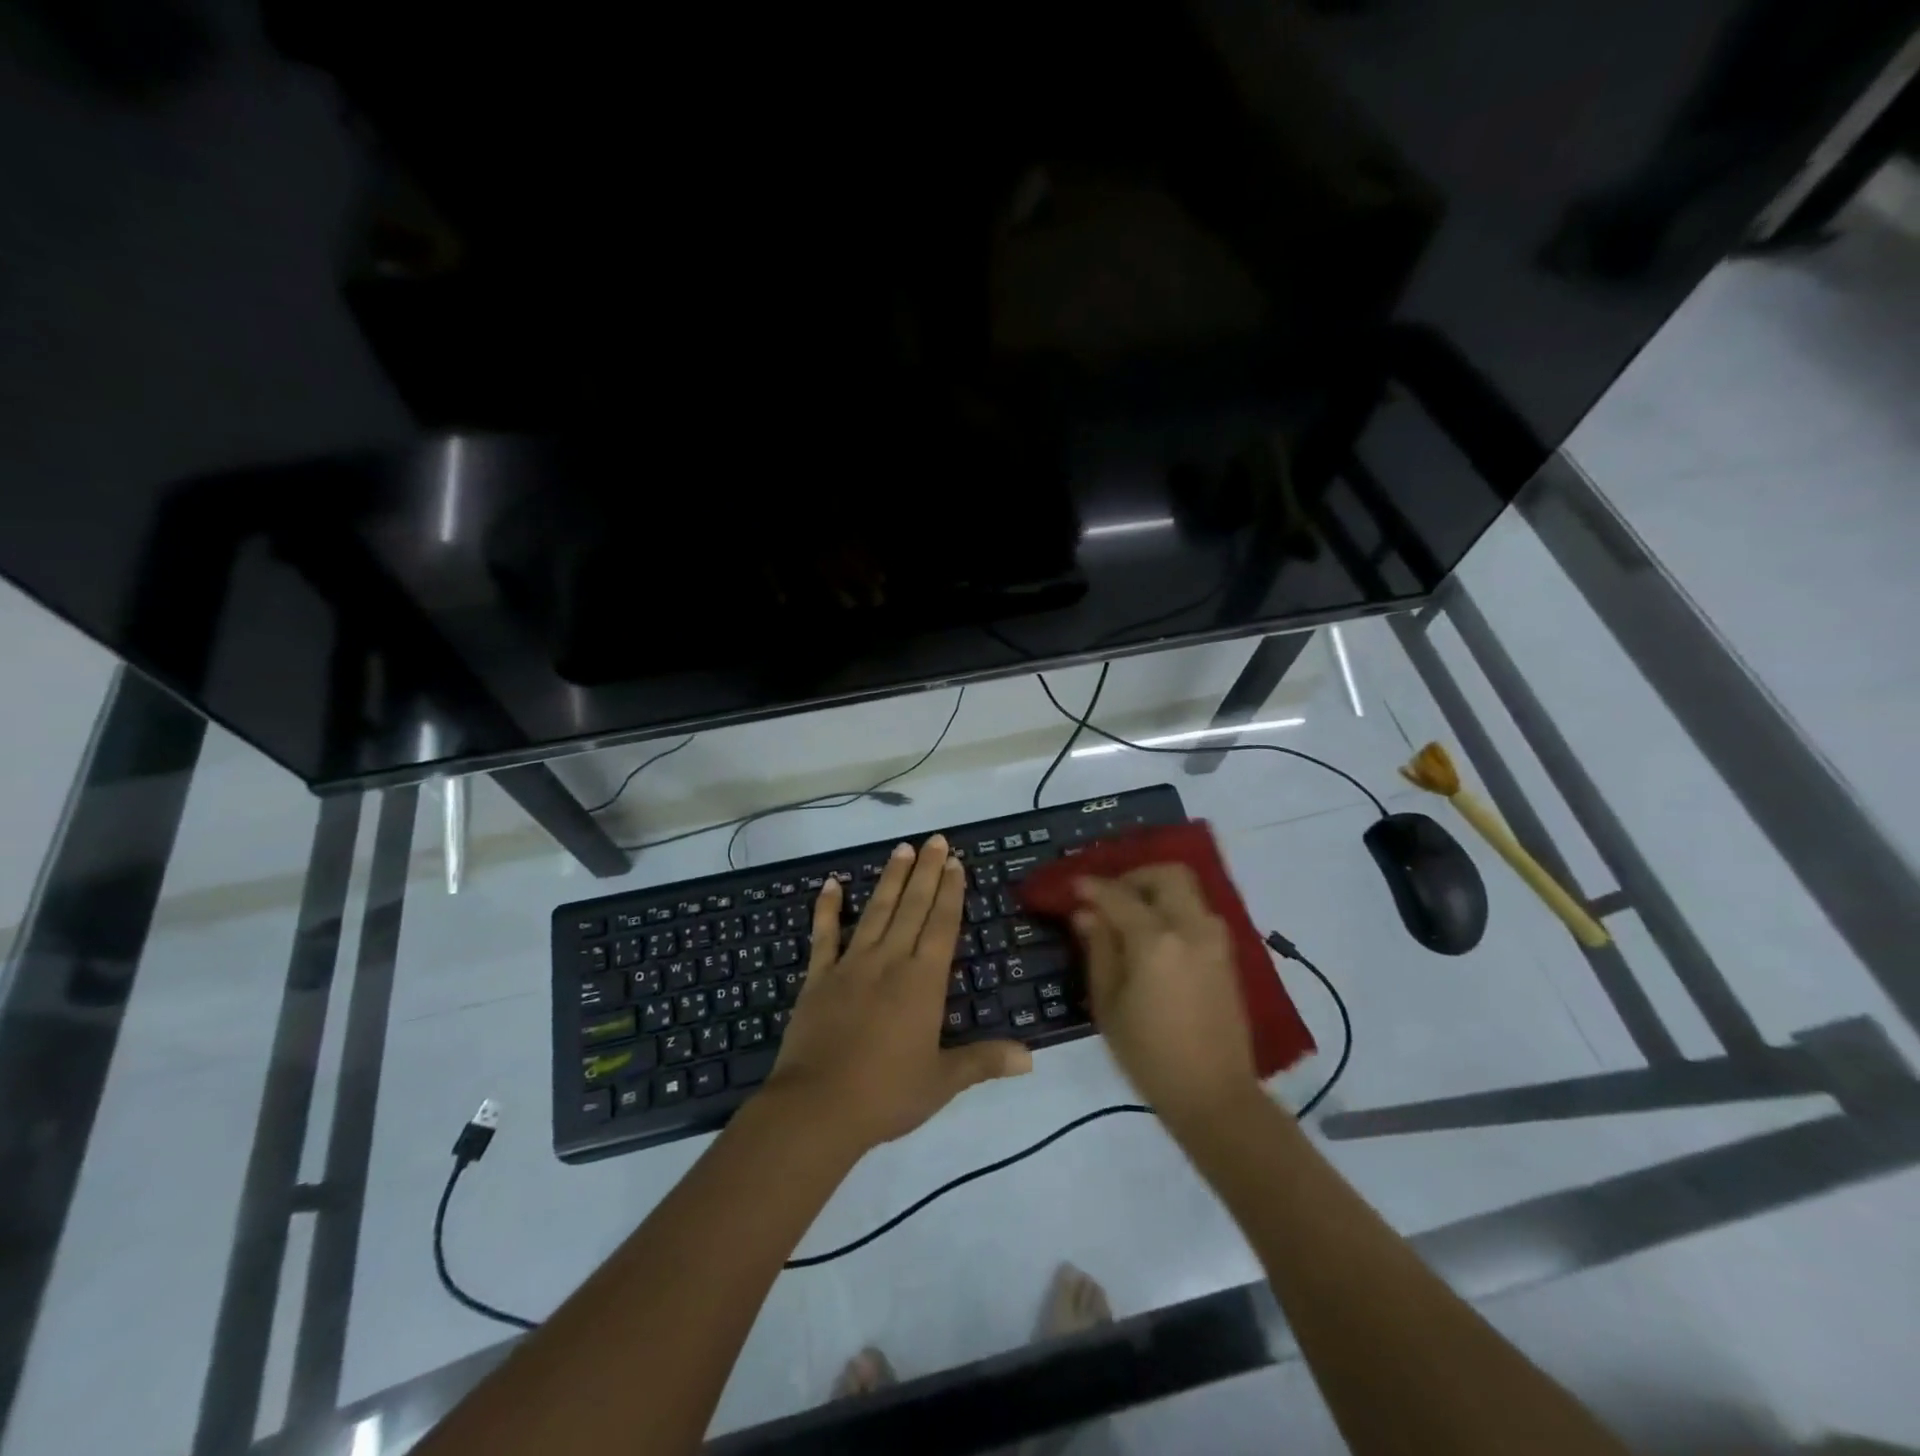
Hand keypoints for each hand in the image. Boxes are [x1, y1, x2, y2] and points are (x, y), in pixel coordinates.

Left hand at [765, 834, 1032, 1154]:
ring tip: (902, 849)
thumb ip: (984, 1062)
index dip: (951, 892)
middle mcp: (890, 962)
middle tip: (935, 839)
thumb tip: (1031, 1059)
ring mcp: (851, 965)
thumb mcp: (942, 1082)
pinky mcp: (818, 978)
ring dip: (890, 879)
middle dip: (926, 872)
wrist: (817, 1108)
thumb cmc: (887, 1095)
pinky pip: (824, 936)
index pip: (942, 925)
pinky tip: (831, 884)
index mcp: (923, 982)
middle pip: (912, 907)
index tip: (956, 862)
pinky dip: (827, 909)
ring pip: (875, 912)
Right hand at [1072, 867, 1258, 1128]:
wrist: (1214, 1095)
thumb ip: (1099, 950)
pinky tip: (1153, 936)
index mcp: (1157, 941)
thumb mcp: (1109, 1004)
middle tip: (1110, 897)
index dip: (1093, 888)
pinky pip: (1198, 912)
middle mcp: (1191, 928)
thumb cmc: (1149, 1055)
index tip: (1074, 887)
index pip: (1119, 896)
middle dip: (1134, 877)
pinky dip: (1174, 909)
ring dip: (1156, 891)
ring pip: (1187, 890)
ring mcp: (1215, 940)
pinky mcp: (1227, 955)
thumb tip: (1086, 914)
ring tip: (1129, 917)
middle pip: (1167, 874)